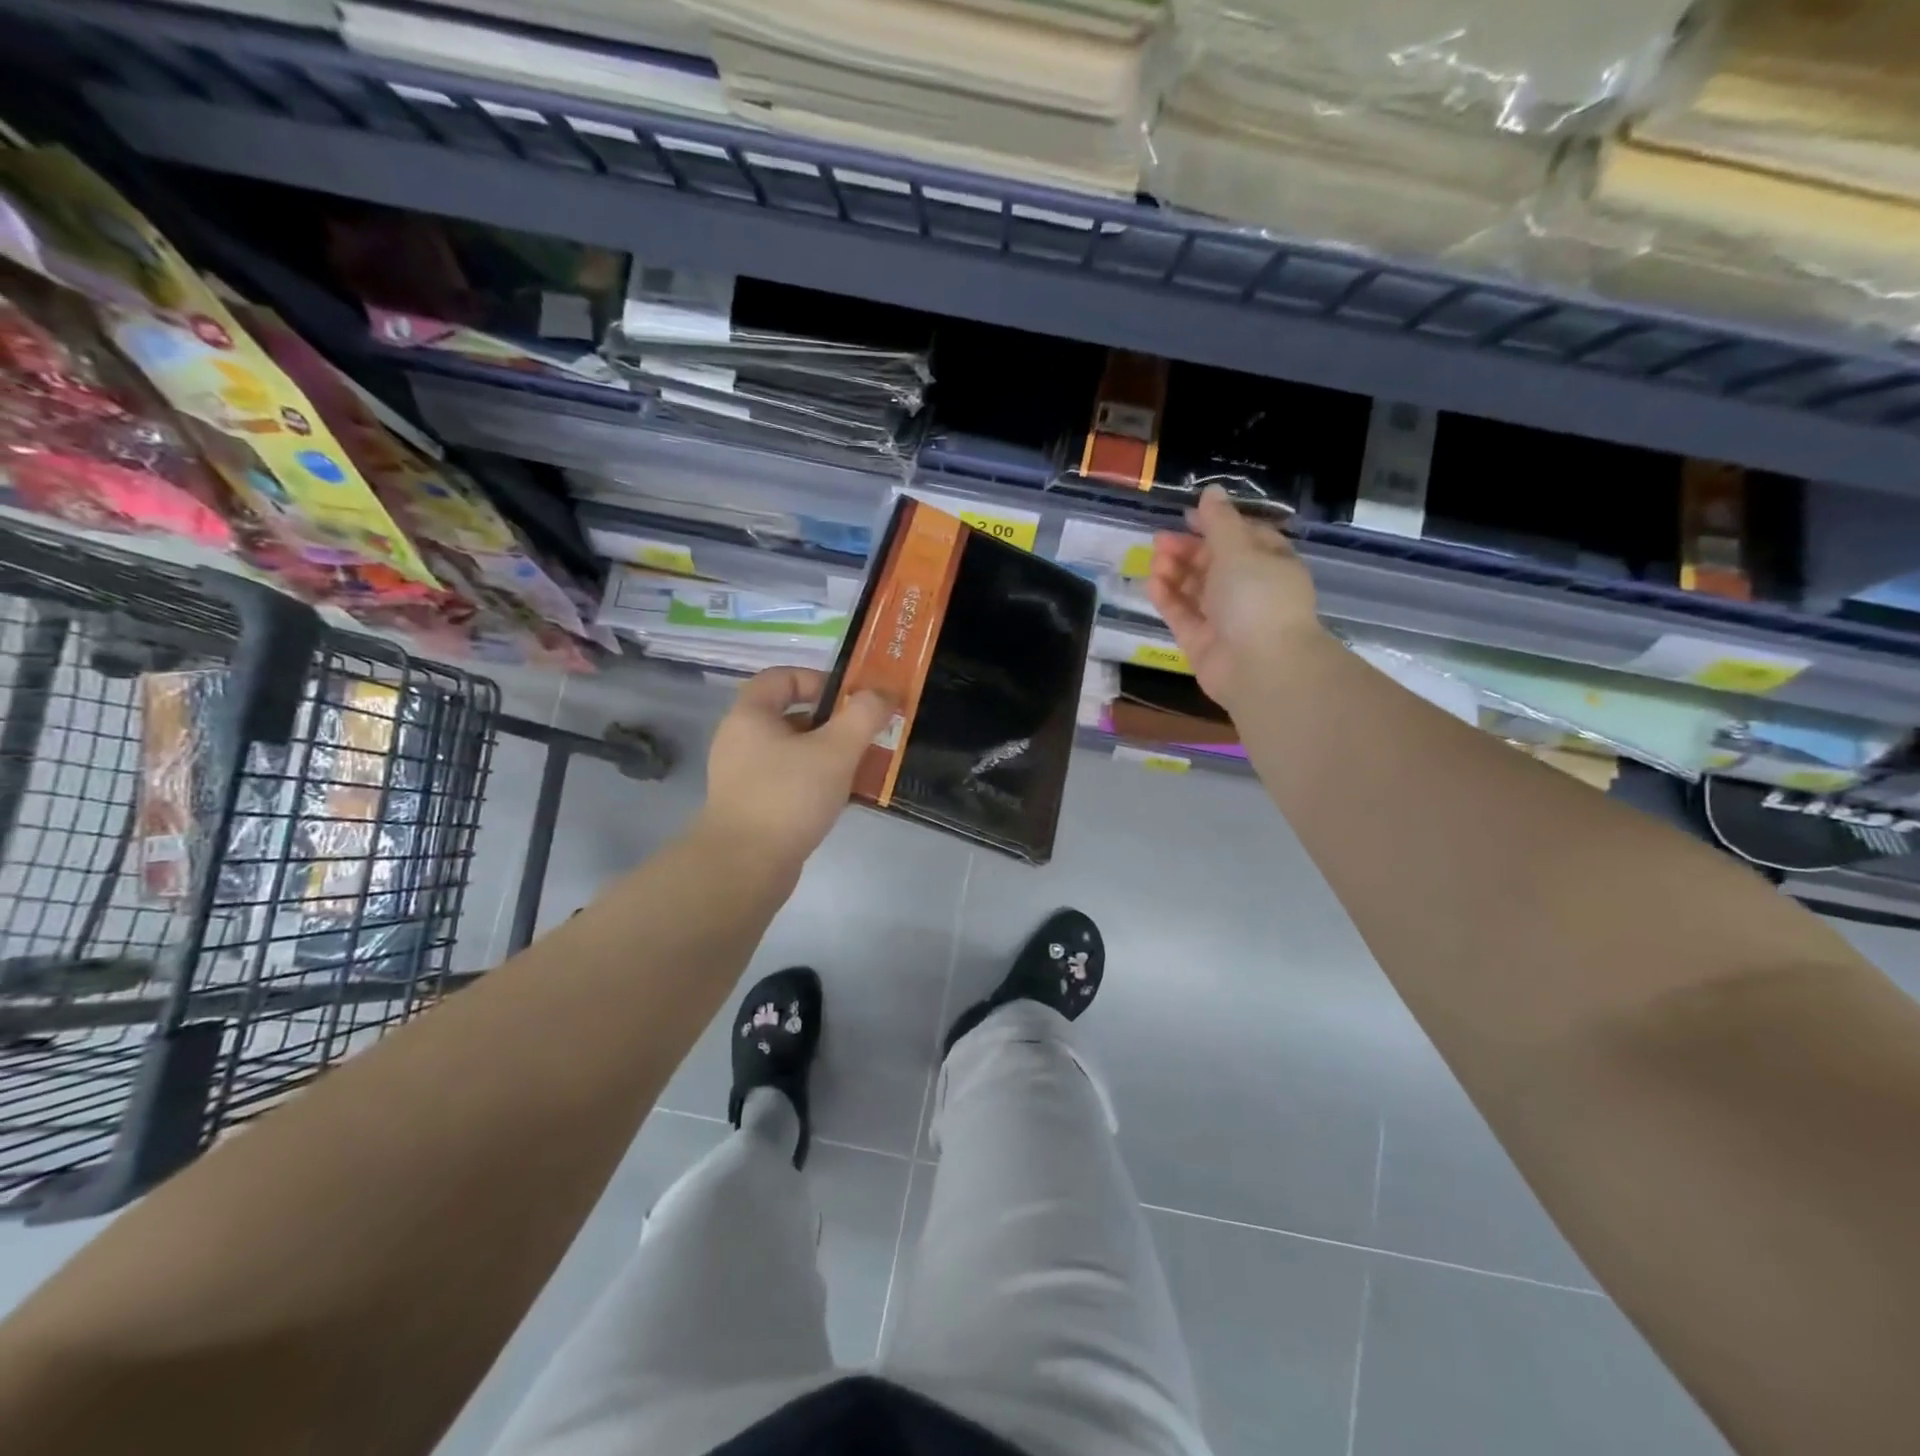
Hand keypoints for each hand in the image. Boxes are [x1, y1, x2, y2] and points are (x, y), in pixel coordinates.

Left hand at [698, 667, 893, 869]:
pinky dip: (815, 781)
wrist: (744, 867)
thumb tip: (882, 694)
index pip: (781, 677)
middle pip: (790, 715)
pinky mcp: (751, 806)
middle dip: (832, 722)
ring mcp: (742, 776)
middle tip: (865, 734)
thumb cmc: (788, 796)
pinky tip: (841, 798)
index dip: (818, 680)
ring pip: (792, 752)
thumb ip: (863, 716)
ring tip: (861, 767)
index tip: (851, 699)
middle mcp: (740, 740)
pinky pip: (788, 780)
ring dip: (827, 754)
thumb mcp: (835, 750)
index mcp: (750, 716)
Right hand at [1146, 485, 1324, 712]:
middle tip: (1159, 541)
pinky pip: (1182, 614)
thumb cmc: (1257, 597)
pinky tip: (1152, 582)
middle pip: (1214, 563)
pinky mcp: (1202, 641)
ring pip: (1195, 589)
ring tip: (1155, 560)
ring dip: (1175, 572)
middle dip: (1187, 549)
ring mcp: (1225, 618)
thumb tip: (1211, 491)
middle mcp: (1249, 590)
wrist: (1260, 666)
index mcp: (1271, 564)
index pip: (1243, 537)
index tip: (1188, 517)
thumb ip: (1219, 521)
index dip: (1216, 525)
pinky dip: (1168, 598)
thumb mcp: (1239, 549)